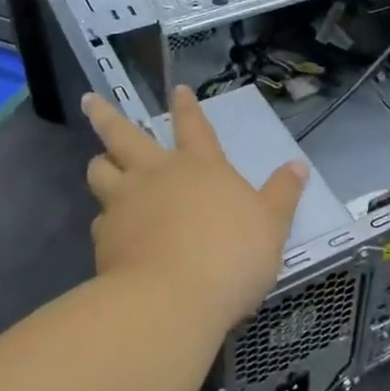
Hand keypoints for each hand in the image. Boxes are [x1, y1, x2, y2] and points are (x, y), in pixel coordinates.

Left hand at [83, 86, 308, 326]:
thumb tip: (298, 165)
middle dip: (106, 115)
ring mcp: (125, 203)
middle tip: (90, 100)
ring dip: (99, 163)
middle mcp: (156, 174)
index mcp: (200, 166)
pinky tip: (110, 229)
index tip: (176, 88)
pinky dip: (105, 218)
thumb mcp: (272, 225)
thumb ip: (283, 194)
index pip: (193, 126)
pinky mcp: (104, 238)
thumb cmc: (231, 256)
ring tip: (99, 162)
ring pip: (100, 171)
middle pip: (123, 135)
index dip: (185, 106)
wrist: (171, 302)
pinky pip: (100, 219)